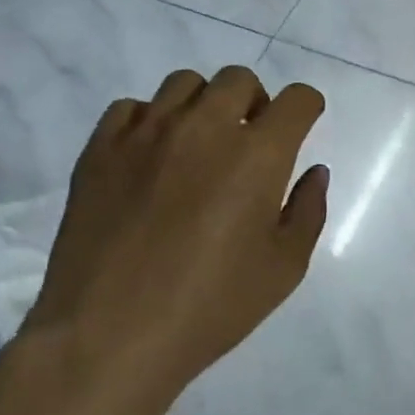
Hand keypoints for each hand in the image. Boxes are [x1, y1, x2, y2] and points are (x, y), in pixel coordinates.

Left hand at [22, 66, 329, 411]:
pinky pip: (130, 108)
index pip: (296, 100)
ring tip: (199, 145)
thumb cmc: (211, 307)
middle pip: (238, 79)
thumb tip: (314, 172)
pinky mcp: (100, 150)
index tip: (304, 123)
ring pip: (184, 84)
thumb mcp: (284, 268)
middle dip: (256, 101)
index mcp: (257, 155)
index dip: (307, 106)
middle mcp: (204, 128)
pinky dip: (150, 120)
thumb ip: (308, 211)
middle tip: (251, 140)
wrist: (109, 335)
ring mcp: (146, 134)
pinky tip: (151, 157)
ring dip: (204, 105)